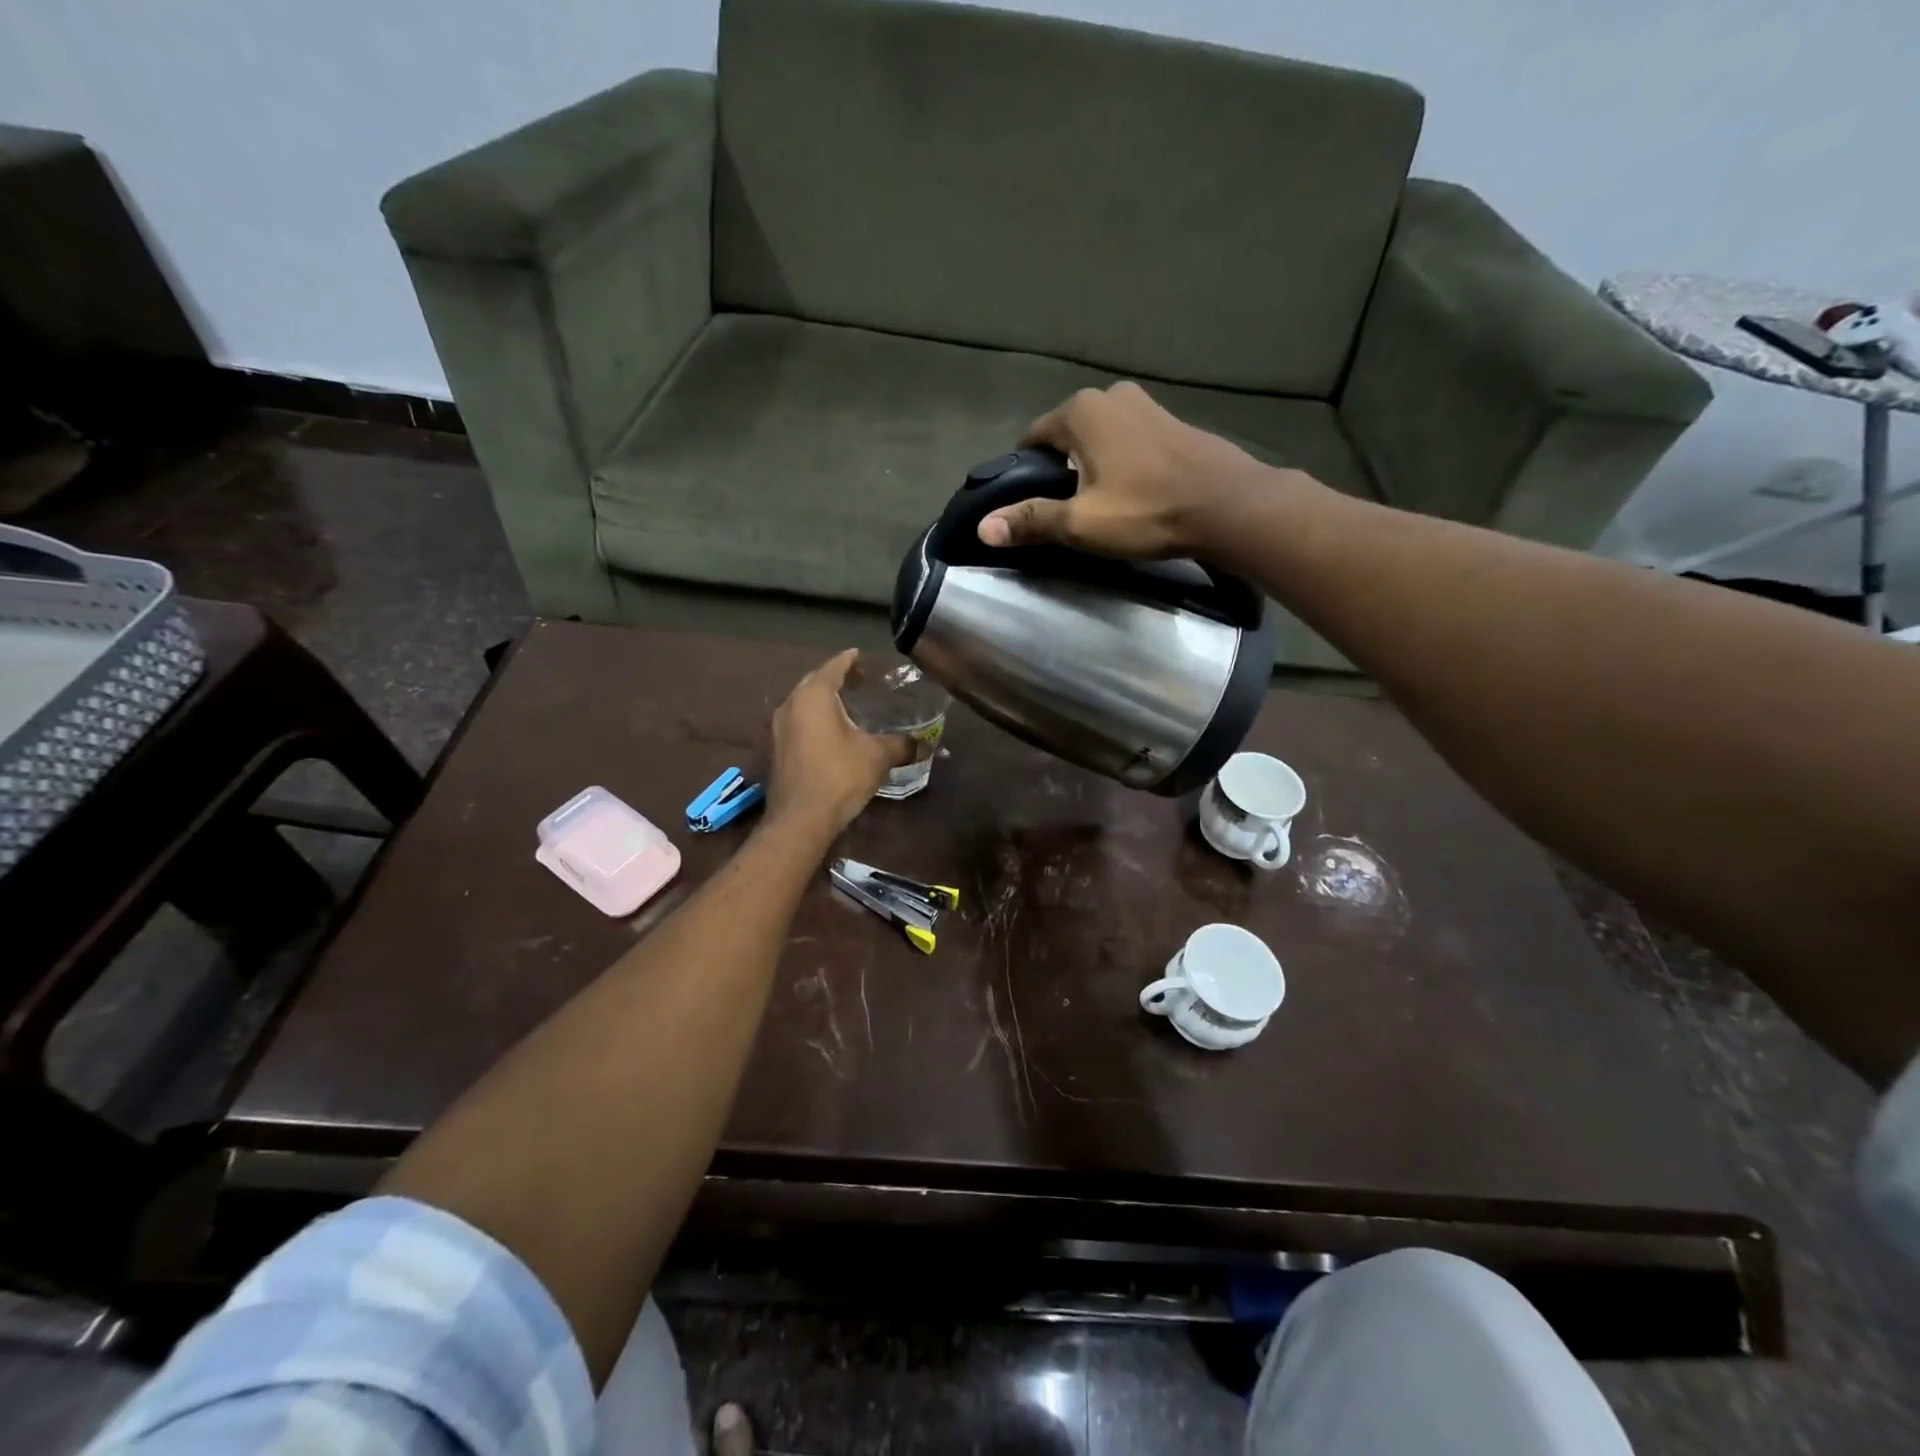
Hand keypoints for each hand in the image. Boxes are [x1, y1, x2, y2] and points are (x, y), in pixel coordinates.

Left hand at [766, 649, 915, 836]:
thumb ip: (902, 745)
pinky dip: (814, 718)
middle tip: (860, 680)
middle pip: (815, 681)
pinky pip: (797, 721)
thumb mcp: (877, 757)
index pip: (833, 667)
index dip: (850, 660)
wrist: (801, 819)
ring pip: (803, 702)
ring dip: (823, 699)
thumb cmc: (839, 777)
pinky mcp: (776, 749)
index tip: (862, 655)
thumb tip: (926, 744)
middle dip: (836, 677)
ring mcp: (778, 728)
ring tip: (848, 704)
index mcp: (813, 696)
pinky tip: (832, 731)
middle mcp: (791, 705)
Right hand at [977, 382, 1297, 558]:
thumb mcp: (1080, 523)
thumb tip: (983, 528)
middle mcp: (1110, 395)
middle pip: (1067, 437)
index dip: (1026, 474)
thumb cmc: (1147, 511)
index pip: (1032, 439)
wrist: (1228, 506)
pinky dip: (1122, 463)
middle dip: (1061, 470)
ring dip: (1093, 467)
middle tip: (1067, 512)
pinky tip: (1133, 493)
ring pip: (1100, 438)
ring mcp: (1146, 404)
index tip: (1032, 506)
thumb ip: (1031, 521)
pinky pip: (1130, 441)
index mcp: (1080, 411)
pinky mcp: (1173, 421)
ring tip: (1100, 506)